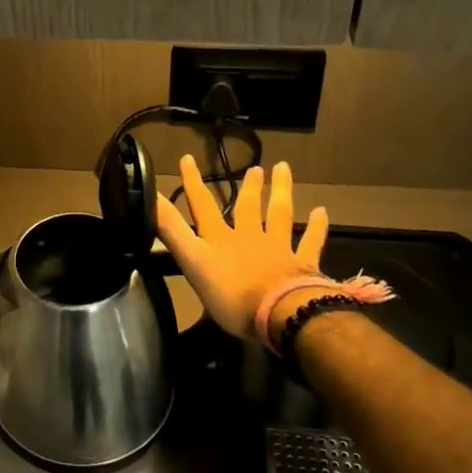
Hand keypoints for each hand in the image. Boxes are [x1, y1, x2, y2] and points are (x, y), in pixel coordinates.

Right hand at [156, 156, 331, 340]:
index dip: (192, 182)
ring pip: (279, 214)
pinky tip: (321, 212)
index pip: (202, 205)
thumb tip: (149, 197)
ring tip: (283, 169)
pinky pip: (310, 241)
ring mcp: (278, 248)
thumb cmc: (232, 294)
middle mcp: (249, 237)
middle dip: (248, 186)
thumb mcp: (192, 261)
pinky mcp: (303, 264)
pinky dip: (316, 227)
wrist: (282, 313)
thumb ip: (172, 230)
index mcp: (220, 239)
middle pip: (247, 206)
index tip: (187, 158)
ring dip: (280, 191)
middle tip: (254, 167)